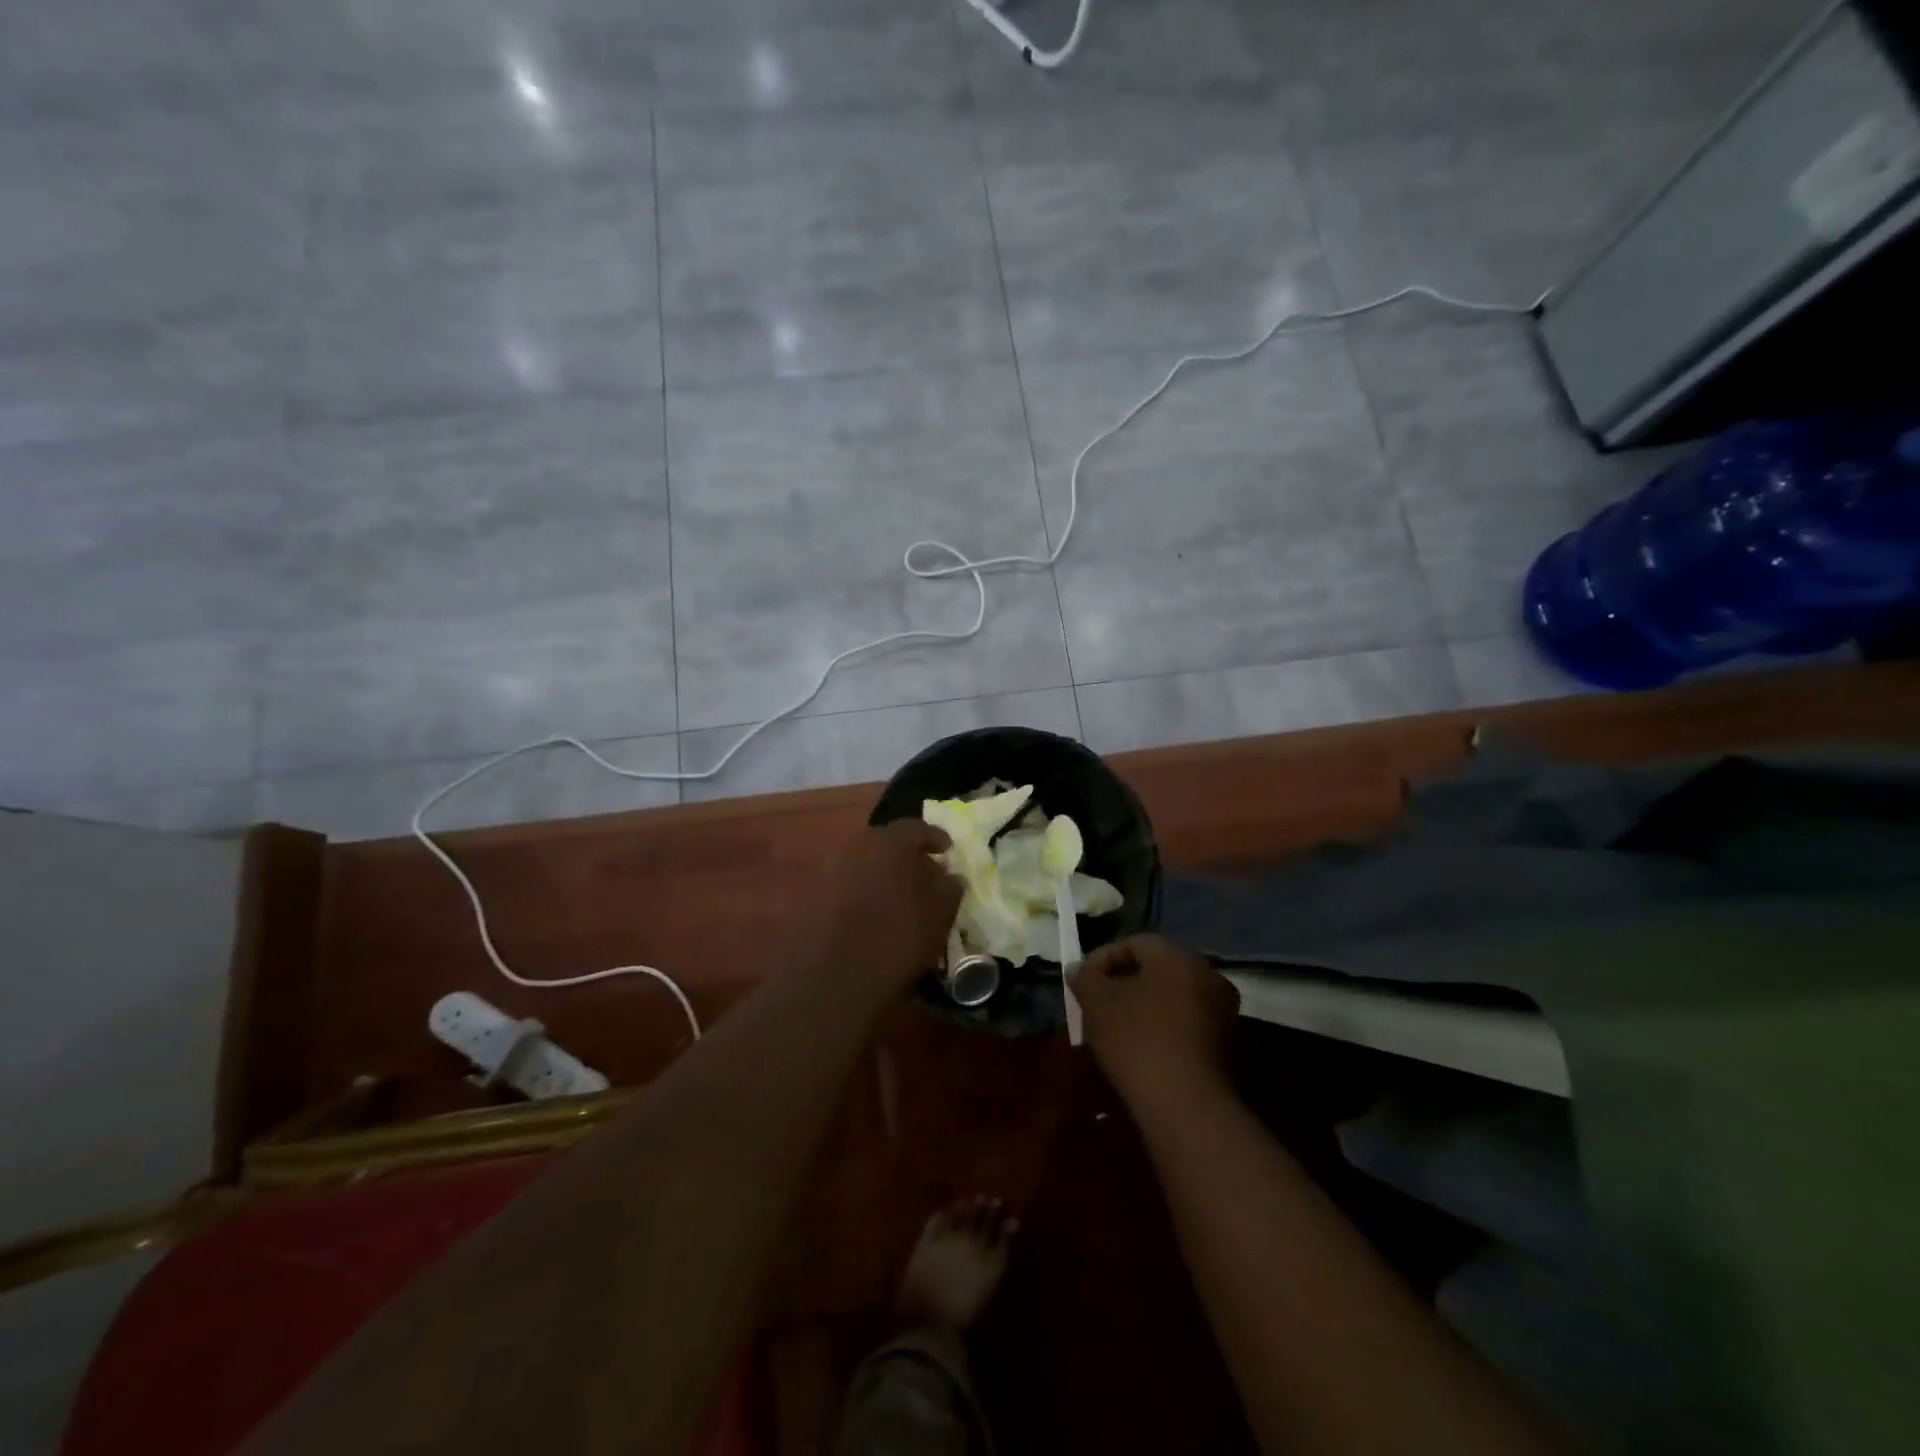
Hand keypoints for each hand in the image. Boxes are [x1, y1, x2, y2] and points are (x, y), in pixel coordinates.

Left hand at [819, 820, 962, 990]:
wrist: (834, 976)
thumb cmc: (897, 938)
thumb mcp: (939, 915)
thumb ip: (949, 888)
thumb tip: (950, 876)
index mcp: (889, 842)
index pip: (916, 827)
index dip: (934, 838)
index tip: (946, 851)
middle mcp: (857, 846)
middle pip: (888, 843)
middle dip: (908, 856)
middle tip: (925, 876)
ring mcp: (832, 869)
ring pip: (866, 863)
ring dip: (884, 874)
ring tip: (901, 898)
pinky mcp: (815, 894)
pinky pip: (849, 883)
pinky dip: (865, 891)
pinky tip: (876, 913)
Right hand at [1071, 934, 1238, 1109]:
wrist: (1185, 1105)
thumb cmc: (1137, 1040)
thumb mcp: (1097, 1004)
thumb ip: (1085, 978)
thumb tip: (1078, 968)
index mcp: (1177, 956)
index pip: (1133, 943)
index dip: (1102, 960)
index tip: (1083, 984)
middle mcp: (1206, 972)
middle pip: (1155, 968)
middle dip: (1123, 982)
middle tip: (1097, 1004)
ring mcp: (1222, 1008)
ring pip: (1172, 995)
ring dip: (1143, 1004)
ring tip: (1115, 1027)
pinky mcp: (1226, 1041)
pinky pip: (1186, 1020)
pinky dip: (1163, 1025)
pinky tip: (1142, 1046)